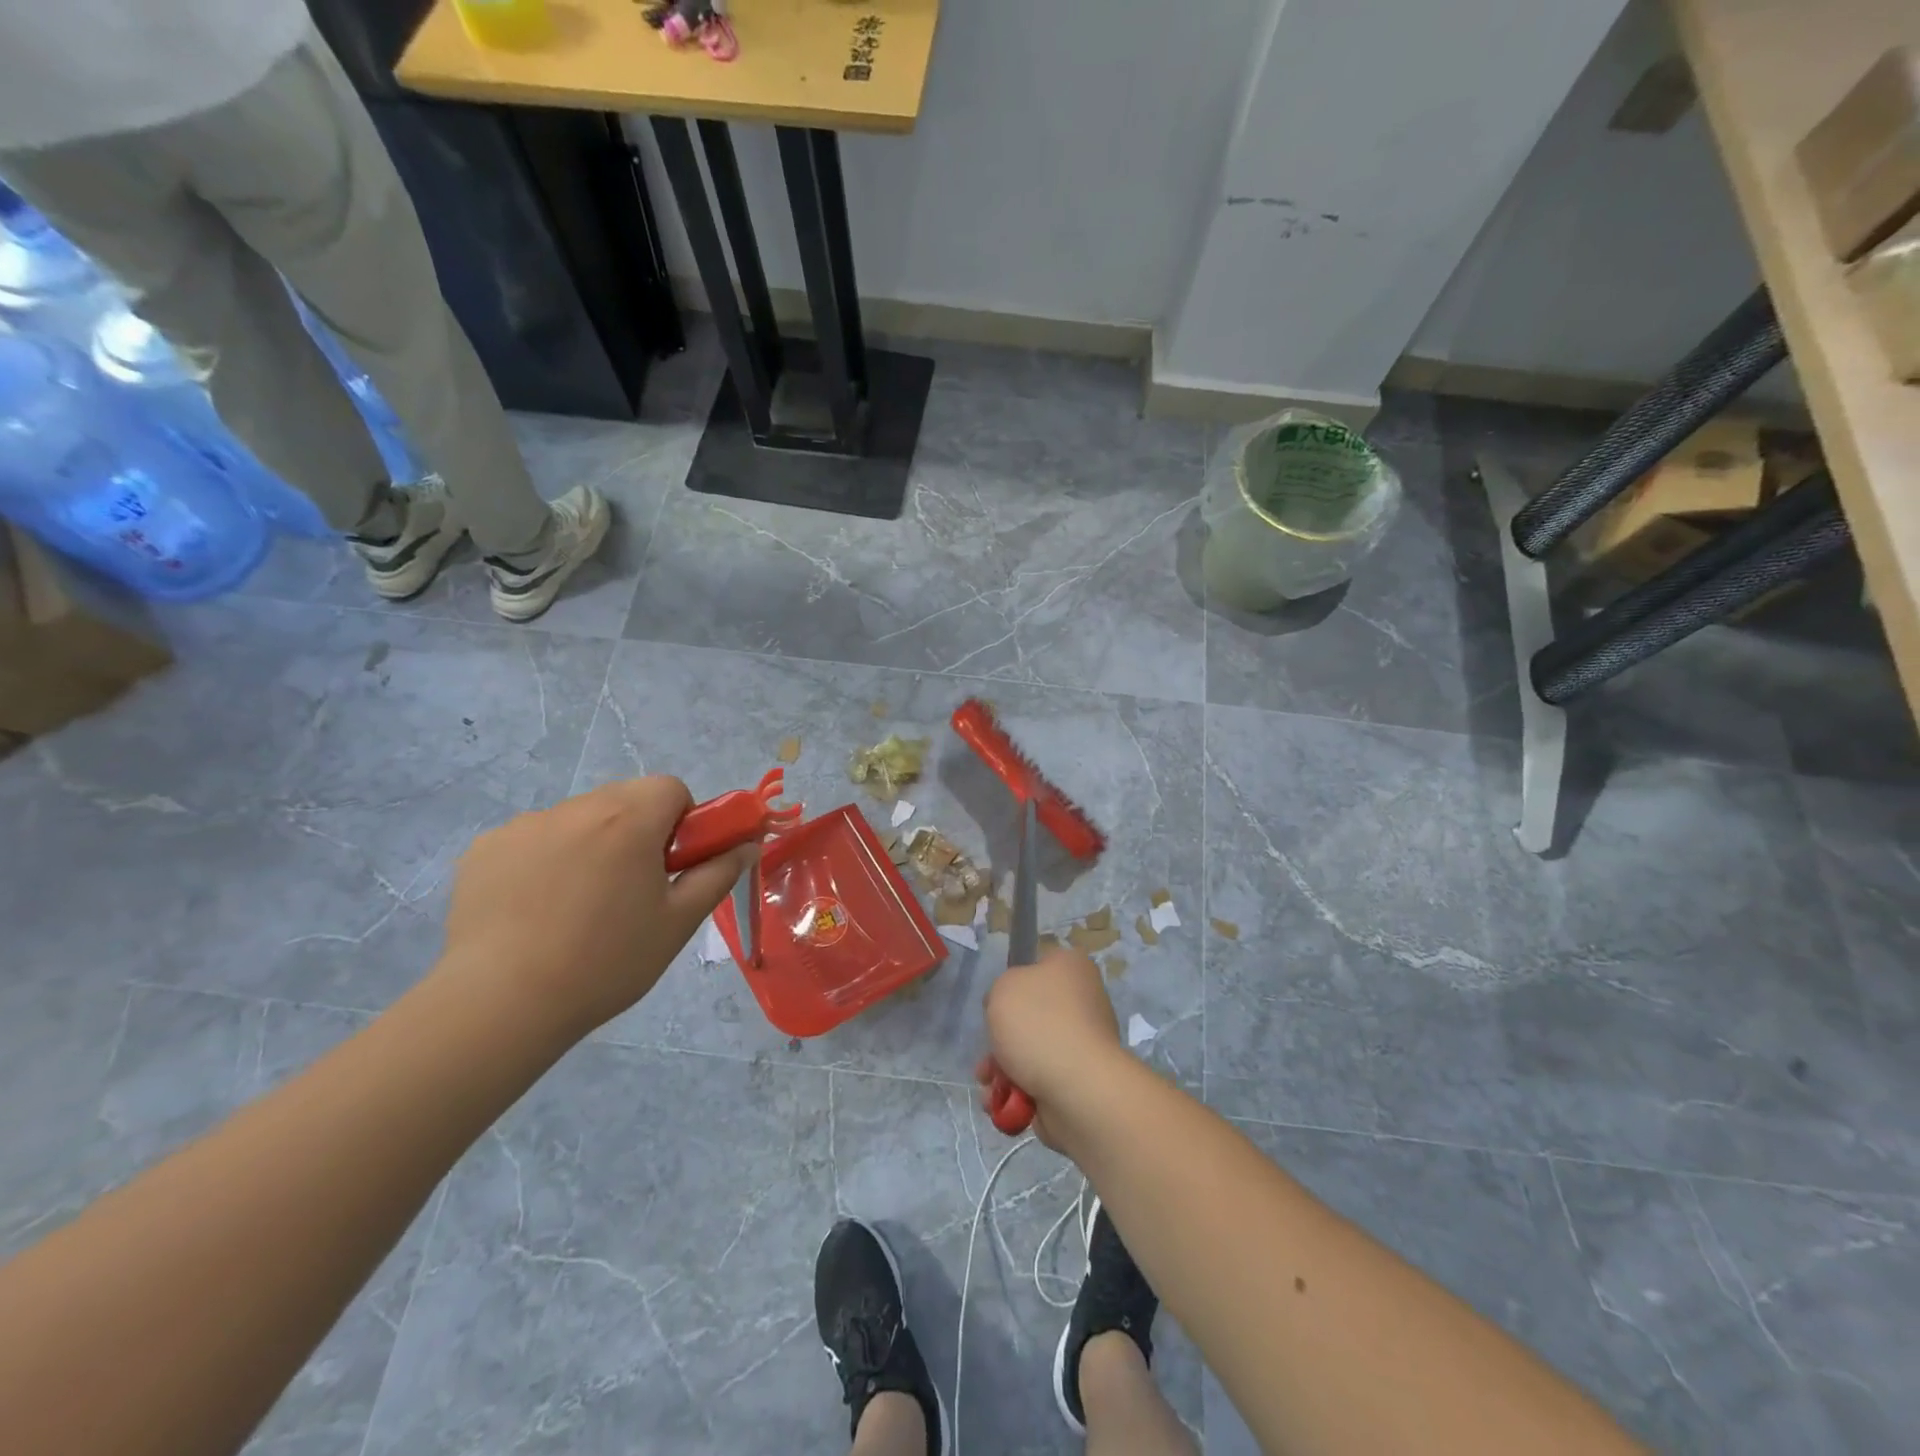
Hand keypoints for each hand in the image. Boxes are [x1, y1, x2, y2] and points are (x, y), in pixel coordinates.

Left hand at [437, 777, 753, 1042]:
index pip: (669, 787)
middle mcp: (576, 808)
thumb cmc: (606, 961)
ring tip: (576, 907)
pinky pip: (532, 840)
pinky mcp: (485, 849)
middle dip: (637, 830)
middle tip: (632, 887)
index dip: (681, 819)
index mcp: (629, 819)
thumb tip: (747, 844)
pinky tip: (534, 910)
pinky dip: (544, 861)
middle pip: (623, 799)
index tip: (672, 863)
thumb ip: (718, 874)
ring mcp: (524, 825)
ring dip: (590, 844)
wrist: (501, 1003)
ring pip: (577, 819)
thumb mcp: (678, 921)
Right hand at [977, 947, 1123, 1146]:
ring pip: (1029, 1051)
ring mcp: (1082, 1044)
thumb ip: (1000, 990)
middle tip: (988, 1051)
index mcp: (1071, 968)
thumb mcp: (1003, 988)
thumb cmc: (1039, 1024)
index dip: (1014, 981)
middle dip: (1000, 1039)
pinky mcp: (1078, 1081)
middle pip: (1030, 1014)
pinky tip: (1001, 1102)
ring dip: (1002, 1069)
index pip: (1040, 964)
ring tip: (988, 1083)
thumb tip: (1010, 1009)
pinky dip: (1016, 1093)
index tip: (999, 1001)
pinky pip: (1038, 1081)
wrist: (1077, 1089)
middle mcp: (1082, 1002)